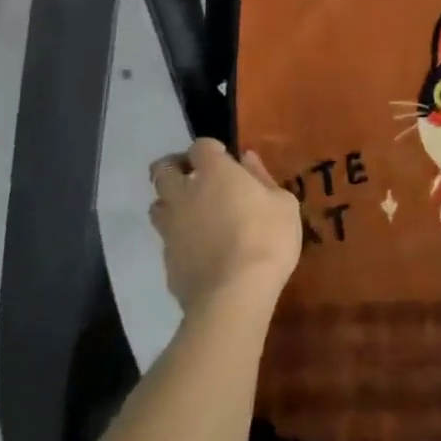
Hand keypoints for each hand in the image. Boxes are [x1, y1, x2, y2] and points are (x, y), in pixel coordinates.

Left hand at [149, 139, 302, 313]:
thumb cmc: (267, 238)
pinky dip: (178, 238)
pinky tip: (197, 249)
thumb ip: (261, 177)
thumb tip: (246, 159)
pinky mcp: (166, 260)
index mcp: (214, 172)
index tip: (224, 158)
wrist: (235, 294)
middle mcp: (184, 193)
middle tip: (195, 179)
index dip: (210, 150)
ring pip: (157, 206)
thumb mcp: (283, 203)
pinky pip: (166, 240)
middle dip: (175, 169)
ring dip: (170, 204)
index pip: (200, 146)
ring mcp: (171, 228)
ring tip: (191, 214)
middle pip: (163, 170)